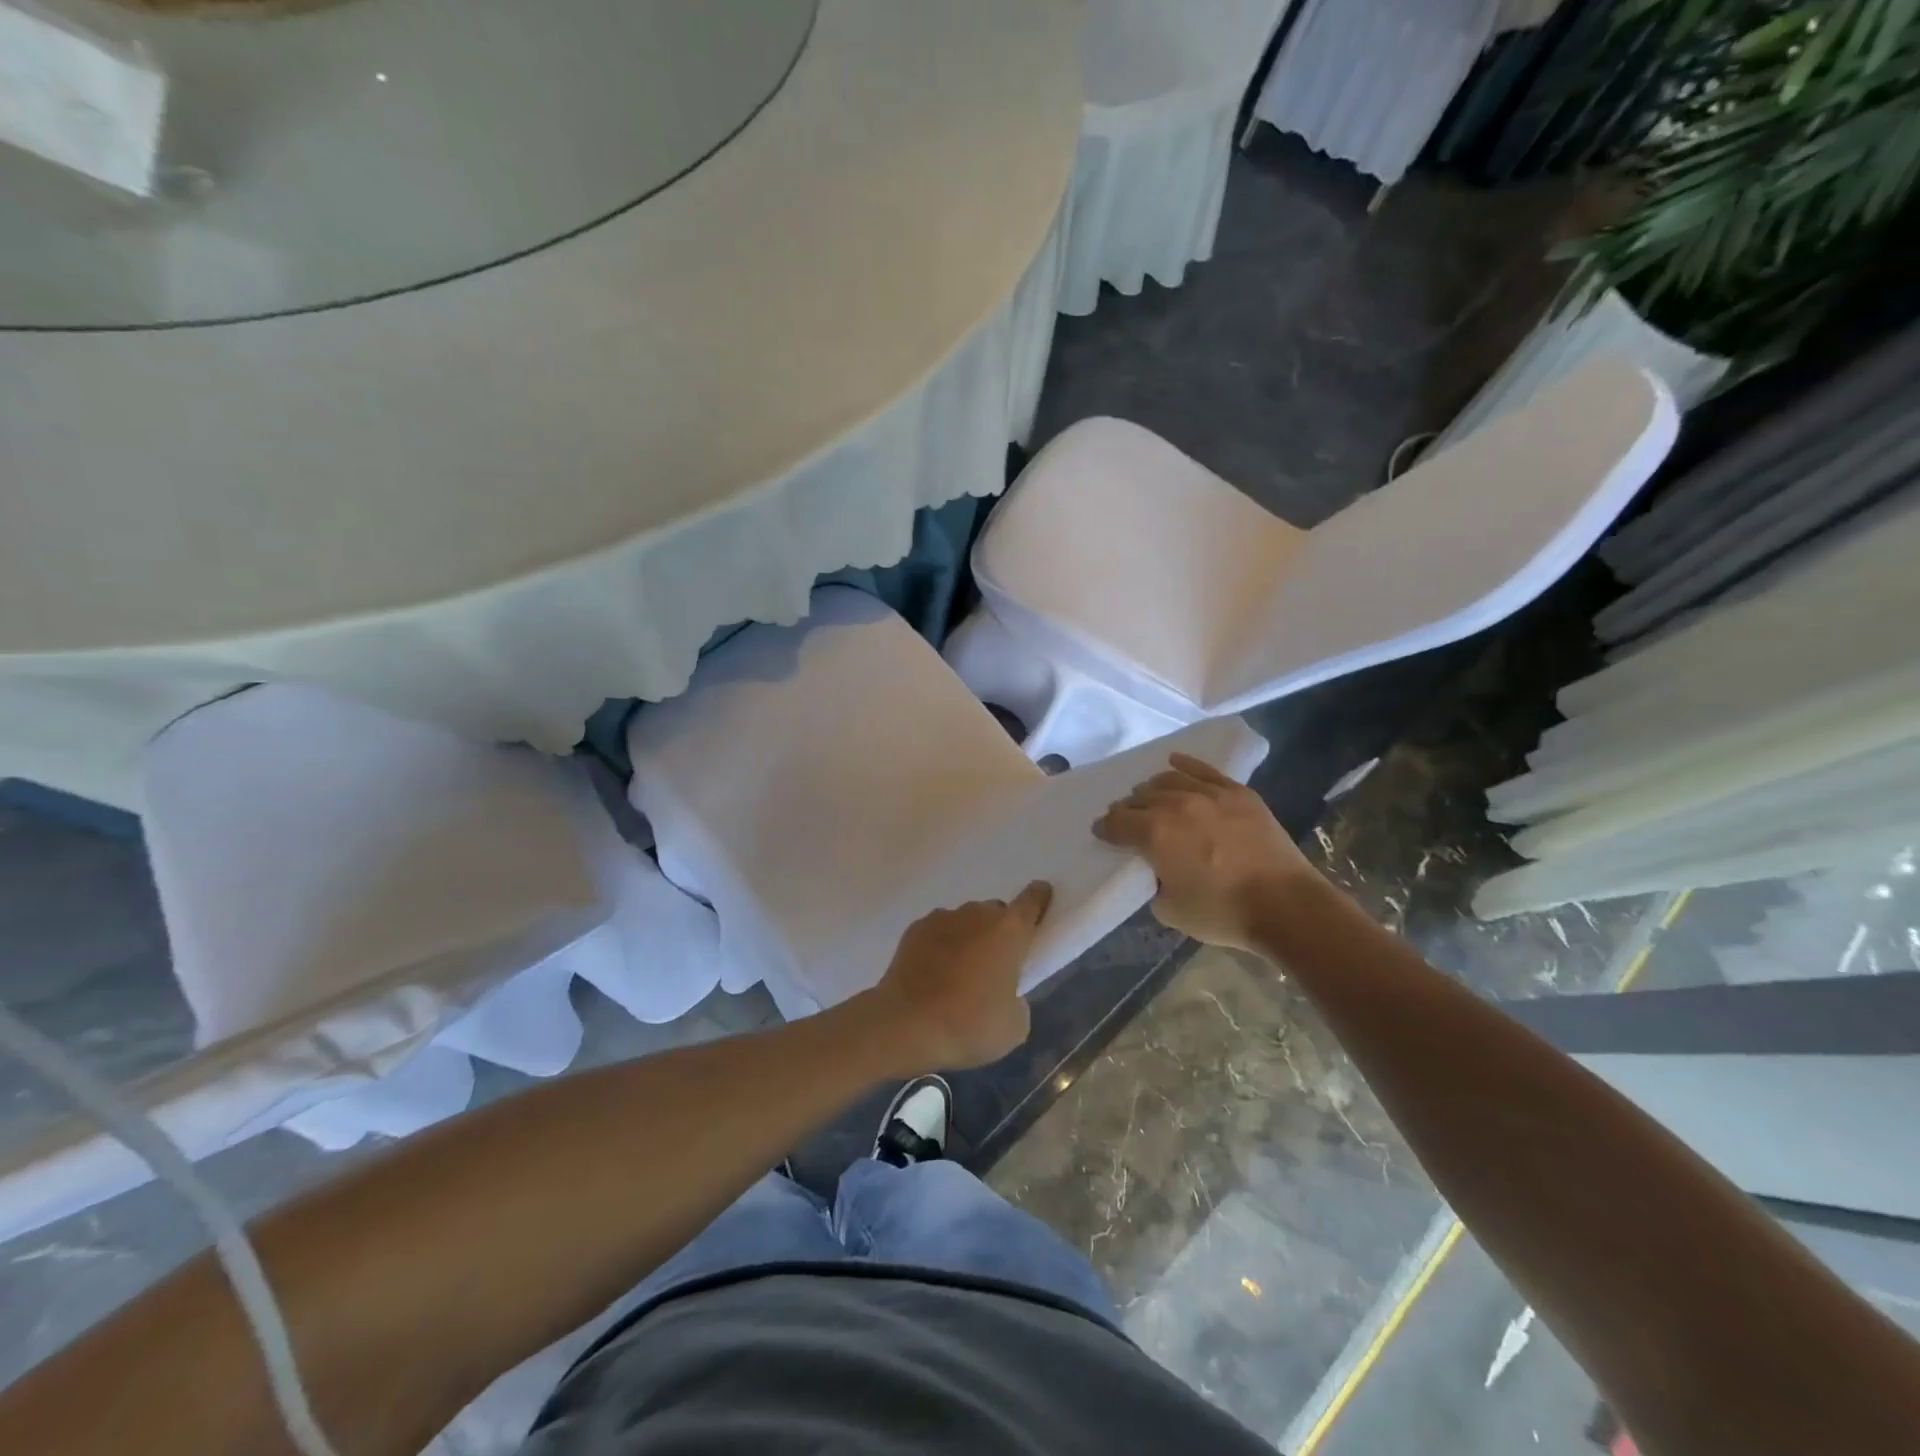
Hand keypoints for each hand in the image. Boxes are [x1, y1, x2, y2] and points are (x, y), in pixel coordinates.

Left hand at [868, 882, 1052, 1070]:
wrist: (905, 1024)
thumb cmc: (969, 1024)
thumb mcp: (1014, 1026)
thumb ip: (1018, 1000)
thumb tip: (1005, 994)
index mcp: (1010, 931)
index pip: (1032, 900)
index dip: (1039, 899)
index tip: (1041, 901)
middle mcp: (978, 914)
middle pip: (996, 913)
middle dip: (999, 932)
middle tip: (994, 966)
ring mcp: (943, 918)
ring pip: (965, 922)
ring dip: (969, 939)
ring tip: (959, 975)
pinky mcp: (914, 929)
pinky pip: (938, 932)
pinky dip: (940, 947)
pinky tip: (933, 974)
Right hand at [1094, 753, 1314, 950]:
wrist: (1284, 905)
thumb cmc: (1222, 913)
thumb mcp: (1170, 910)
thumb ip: (1154, 883)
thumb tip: (1159, 869)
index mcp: (1154, 833)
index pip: (1118, 822)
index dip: (1105, 828)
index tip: (1102, 833)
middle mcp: (1176, 804)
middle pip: (1140, 798)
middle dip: (1127, 809)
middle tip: (1126, 820)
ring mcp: (1209, 794)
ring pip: (1168, 780)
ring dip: (1151, 789)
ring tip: (1149, 797)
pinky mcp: (1237, 792)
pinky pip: (1204, 770)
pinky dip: (1185, 764)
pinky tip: (1174, 762)